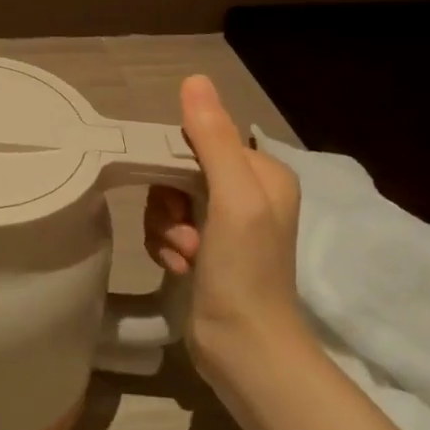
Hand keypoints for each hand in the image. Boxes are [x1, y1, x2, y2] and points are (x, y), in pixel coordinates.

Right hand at [144, 75, 304, 366]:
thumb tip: (194, 79)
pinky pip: (166, 229)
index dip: (176, 163)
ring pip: (167, 201)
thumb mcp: (233, 198)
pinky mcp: (205, 252)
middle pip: (179, 171)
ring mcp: (225, 225)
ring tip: (185, 256)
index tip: (177, 196)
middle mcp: (247, 194)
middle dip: (169, 203)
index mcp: (263, 174)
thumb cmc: (245, 270)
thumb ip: (213, 139)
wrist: (244, 350)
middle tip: (185, 231)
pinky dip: (166, 247)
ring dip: (165, 229)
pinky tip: (180, 268)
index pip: (201, 140)